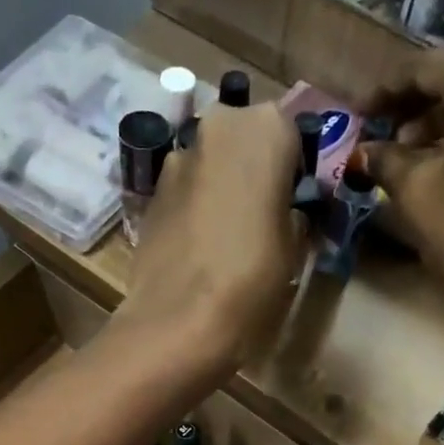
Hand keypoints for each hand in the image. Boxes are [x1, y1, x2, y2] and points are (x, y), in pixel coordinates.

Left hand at [118, 104, 305, 376]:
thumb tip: (285, 212)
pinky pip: (183, 191)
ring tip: (224, 236)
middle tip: (258, 216)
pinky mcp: (149, 192)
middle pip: (242, 141)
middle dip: (250, 170)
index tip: (290, 204)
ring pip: (209, 164)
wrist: (178, 318)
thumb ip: (292, 214)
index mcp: (266, 128)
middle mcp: (218, 126)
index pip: (290, 136)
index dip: (291, 171)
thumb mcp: (294, 247)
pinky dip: (192, 208)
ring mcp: (176, 157)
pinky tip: (196, 247)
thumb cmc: (252, 278)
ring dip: (218, 187)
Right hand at [358, 49, 443, 332]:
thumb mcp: (415, 190)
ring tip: (399, 157)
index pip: (428, 66)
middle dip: (412, 108)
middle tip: (376, 137)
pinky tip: (434, 165)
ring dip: (436, 124)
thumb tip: (361, 152)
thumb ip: (384, 159)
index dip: (386, 90)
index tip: (357, 113)